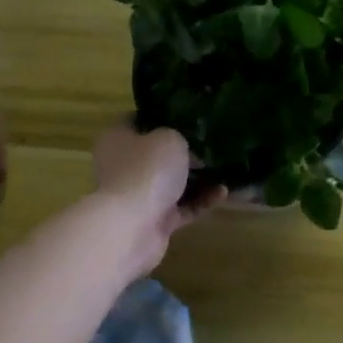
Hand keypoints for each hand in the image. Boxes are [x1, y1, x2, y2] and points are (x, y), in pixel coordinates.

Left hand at [91, 124, 222, 274]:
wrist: (132, 226)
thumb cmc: (147, 170)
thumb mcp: (170, 138)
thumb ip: (181, 137)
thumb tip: (189, 151)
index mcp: (117, 139)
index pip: (138, 120)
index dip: (163, 116)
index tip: (189, 116)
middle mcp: (123, 165)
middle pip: (156, 154)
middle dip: (184, 152)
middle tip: (212, 145)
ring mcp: (137, 195)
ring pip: (171, 182)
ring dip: (197, 179)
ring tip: (225, 169)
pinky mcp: (153, 220)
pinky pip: (182, 207)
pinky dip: (200, 201)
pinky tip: (223, 193)